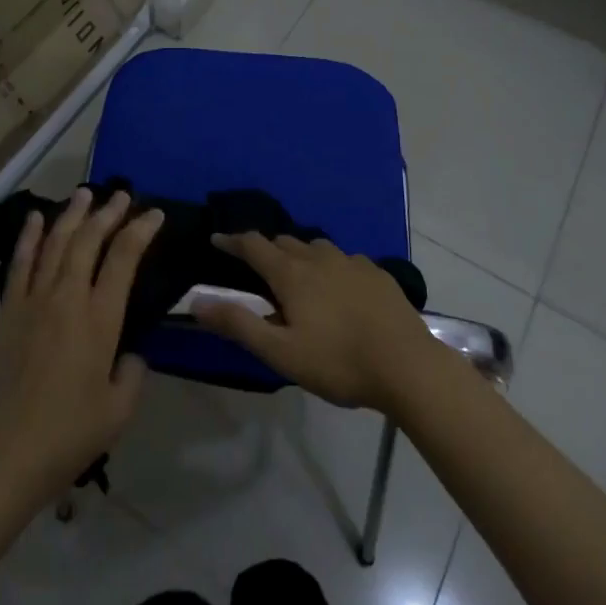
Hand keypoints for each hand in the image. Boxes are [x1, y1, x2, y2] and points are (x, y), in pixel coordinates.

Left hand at [0, 187, 162, 511]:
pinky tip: (36, 218)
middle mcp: (66, 298)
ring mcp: (32, 301)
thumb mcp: (118, 412)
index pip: (124, 258)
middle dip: (108, 212)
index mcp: (99, 319)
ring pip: (55, 242)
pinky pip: (20, 263)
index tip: (154, 214)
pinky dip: (29, 236)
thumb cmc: (66, 438)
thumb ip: (133, 373)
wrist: (0, 459)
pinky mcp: (7, 312)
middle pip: (88, 240)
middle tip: (123, 195)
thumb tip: (130, 353)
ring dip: (72, 214)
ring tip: (85, 193)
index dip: (141, 230)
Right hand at [192, 232, 437, 412]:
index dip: (232, 240)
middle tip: (256, 267)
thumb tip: (198, 301)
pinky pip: (344, 259)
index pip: (253, 244)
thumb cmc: (339, 362)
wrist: (408, 365)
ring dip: (298, 254)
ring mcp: (351, 261)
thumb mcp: (281, 353)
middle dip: (265, 249)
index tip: (216, 239)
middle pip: (283, 241)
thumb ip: (239, 324)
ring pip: (315, 247)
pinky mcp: (377, 272)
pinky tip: (338, 288)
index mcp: (291, 273)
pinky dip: (330, 266)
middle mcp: (318, 256)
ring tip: (297, 276)